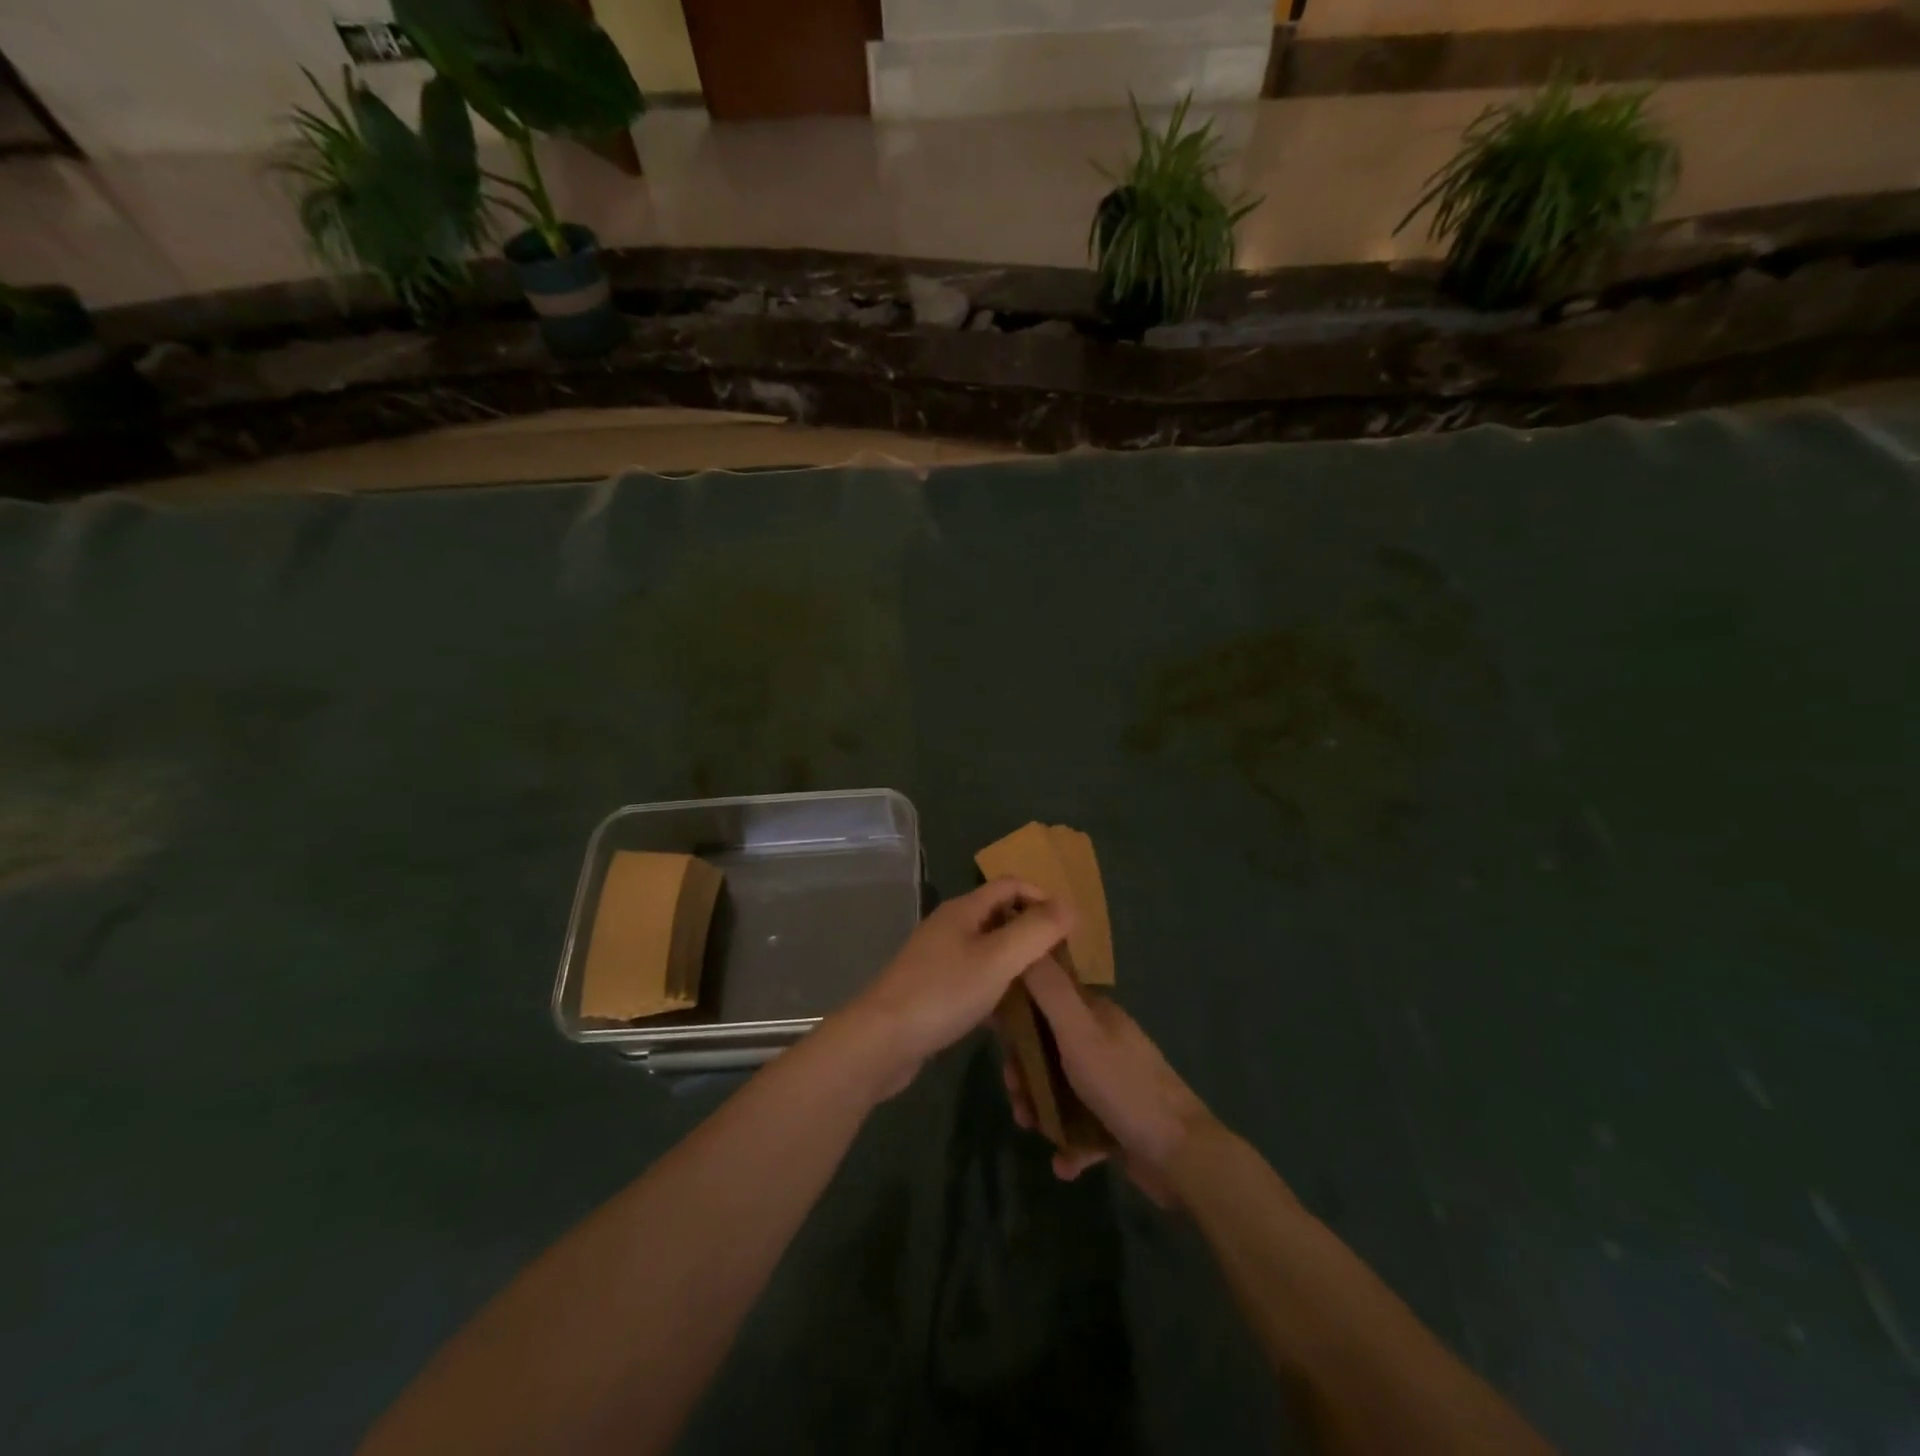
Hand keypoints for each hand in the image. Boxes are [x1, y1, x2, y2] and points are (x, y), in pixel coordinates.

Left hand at [842, 879, 1073, 1098]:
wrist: (881, 1041)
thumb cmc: (943, 993)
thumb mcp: (998, 959)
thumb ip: (1036, 931)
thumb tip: (1070, 905)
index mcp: (964, 910)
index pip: (1010, 885)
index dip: (1042, 897)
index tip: (1071, 928)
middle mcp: (950, 927)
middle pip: (1000, 917)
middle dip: (1032, 933)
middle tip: (1063, 962)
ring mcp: (938, 960)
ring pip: (988, 952)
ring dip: (1016, 965)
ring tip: (1045, 990)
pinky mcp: (933, 991)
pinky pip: (975, 980)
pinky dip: (996, 991)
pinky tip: (1011, 1019)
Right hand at [1005, 957, 1213, 1205]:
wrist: (1181, 1154)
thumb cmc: (1123, 1085)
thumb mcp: (1079, 1032)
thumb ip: (1050, 990)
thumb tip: (1030, 939)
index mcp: (1096, 1015)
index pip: (1047, 998)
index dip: (1018, 1013)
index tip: (996, 1036)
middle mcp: (1104, 1042)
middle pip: (1048, 1047)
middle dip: (1025, 1070)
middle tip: (1015, 1094)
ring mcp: (1112, 1083)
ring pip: (1061, 1089)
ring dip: (1041, 1109)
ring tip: (1033, 1130)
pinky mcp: (1118, 1122)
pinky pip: (1082, 1129)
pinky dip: (1069, 1144)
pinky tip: (1063, 1163)